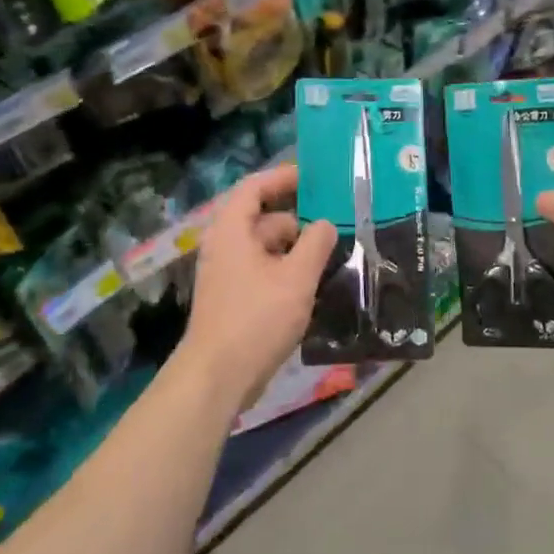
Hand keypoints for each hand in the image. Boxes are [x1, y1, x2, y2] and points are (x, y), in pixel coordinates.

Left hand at [180, 164, 336, 401]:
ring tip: (332, 255)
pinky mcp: (233, 298)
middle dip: (298, 219)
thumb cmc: (257, 318)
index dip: (282, 177)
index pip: (254, 188)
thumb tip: (326, 224)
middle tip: (336, 223)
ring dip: (295, 248)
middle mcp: (224, 246)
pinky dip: (286, 270)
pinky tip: (312, 284)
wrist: (218, 376)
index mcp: (232, 231)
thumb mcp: (296, 278)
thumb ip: (316, 245)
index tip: (313, 177)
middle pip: (263, 219)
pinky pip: (263, 271)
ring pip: (265, 248)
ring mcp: (227, 274)